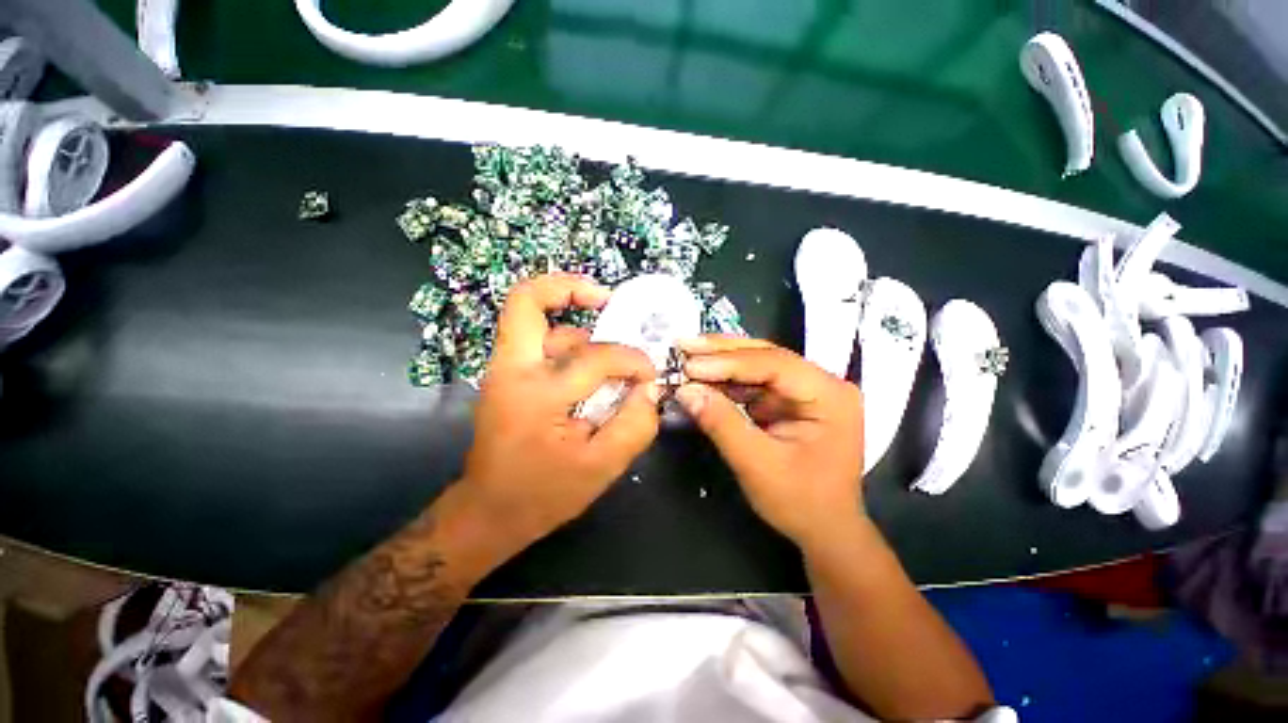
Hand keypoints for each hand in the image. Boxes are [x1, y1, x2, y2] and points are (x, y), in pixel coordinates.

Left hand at [458, 274, 660, 557]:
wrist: (490, 511)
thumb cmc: (544, 493)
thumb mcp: (602, 467)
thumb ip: (635, 424)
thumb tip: (650, 389)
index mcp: (536, 394)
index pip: (595, 356)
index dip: (632, 360)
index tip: (649, 375)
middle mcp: (512, 369)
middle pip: (526, 300)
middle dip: (568, 288)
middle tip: (606, 299)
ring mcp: (505, 369)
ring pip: (540, 323)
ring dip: (576, 327)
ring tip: (608, 350)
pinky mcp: (507, 376)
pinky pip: (538, 340)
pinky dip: (566, 341)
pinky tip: (590, 365)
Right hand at [674, 336, 864, 551]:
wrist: (824, 530)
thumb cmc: (800, 502)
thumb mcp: (757, 465)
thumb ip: (721, 423)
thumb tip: (686, 390)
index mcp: (829, 395)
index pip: (775, 365)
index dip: (728, 362)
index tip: (690, 365)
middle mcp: (821, 384)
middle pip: (766, 356)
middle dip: (722, 351)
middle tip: (683, 344)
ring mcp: (803, 391)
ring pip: (757, 364)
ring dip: (720, 361)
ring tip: (686, 354)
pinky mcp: (787, 401)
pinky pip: (752, 381)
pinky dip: (725, 379)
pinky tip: (701, 375)